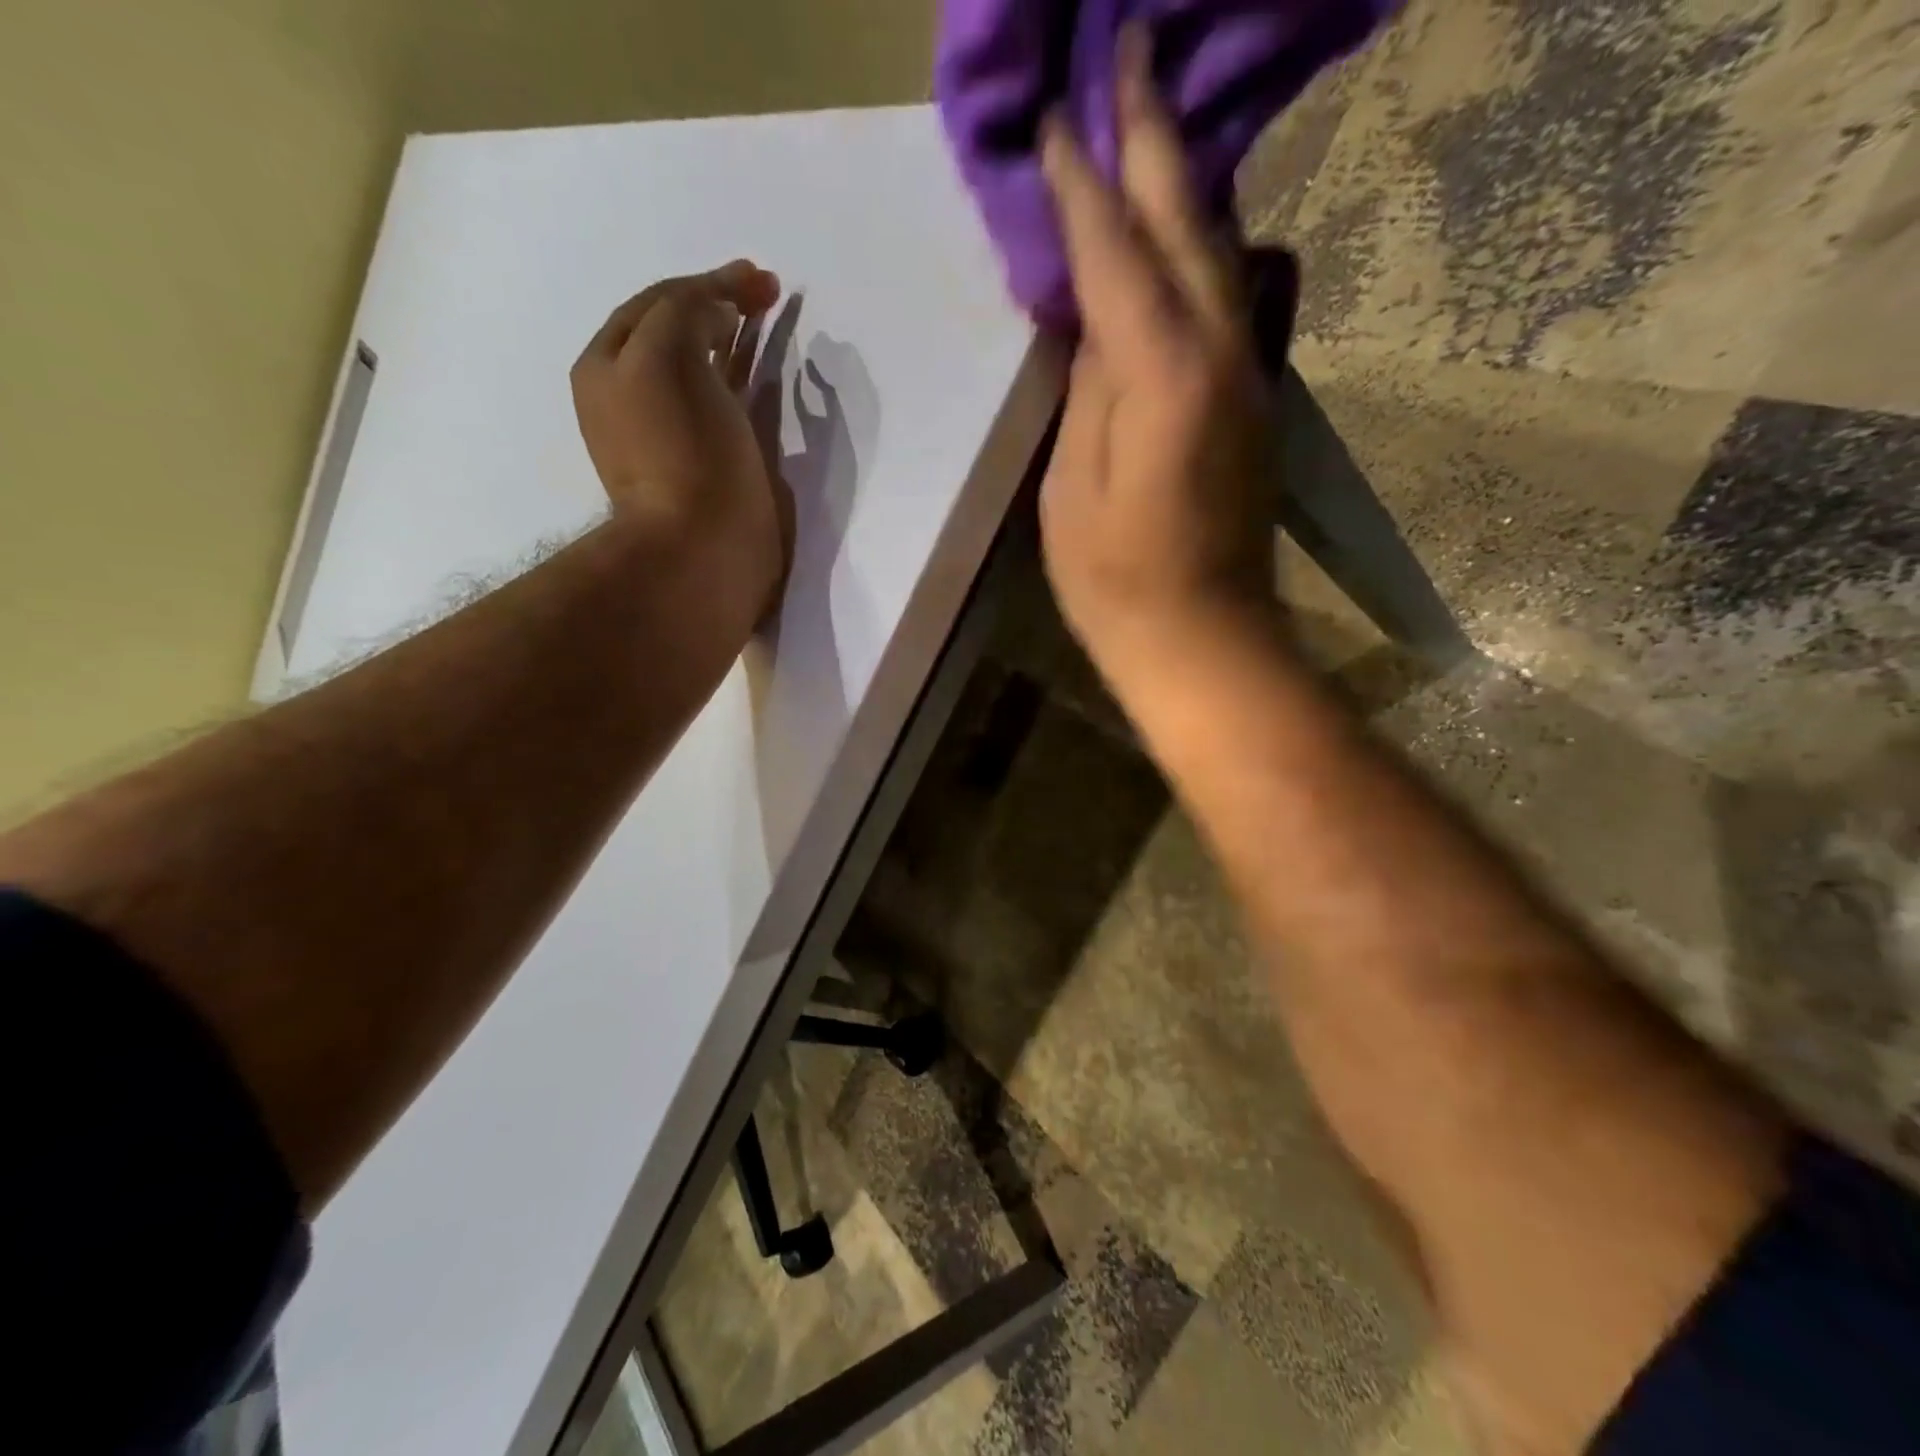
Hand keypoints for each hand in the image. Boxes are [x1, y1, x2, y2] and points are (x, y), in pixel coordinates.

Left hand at [572, 260, 794, 623]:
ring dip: (732, 345)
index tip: (760, 278)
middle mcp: (631, 399)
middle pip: (675, 335)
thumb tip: (717, 313)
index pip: (658, 304)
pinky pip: (722, 412)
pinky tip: (763, 384)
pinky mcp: (707, 470)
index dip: (709, 282)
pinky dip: (742, 387)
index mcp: (609, 368)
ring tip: (766, 329)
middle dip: (717, 308)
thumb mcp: (666, 355)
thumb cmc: (683, 451)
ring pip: (701, 374)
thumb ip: (685, 312)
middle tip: (765, 296)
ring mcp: (670, 438)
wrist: (702, 550)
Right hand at [1037, 28, 1280, 693]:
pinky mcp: (1256, 400)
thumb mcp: (1071, 487)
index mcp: (1161, 373)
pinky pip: (1231, 299)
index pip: (1114, 251)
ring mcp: (1250, 373)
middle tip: (1131, 51)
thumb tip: (1099, 323)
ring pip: (1221, 252)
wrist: (1201, 636)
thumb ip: (1088, 391)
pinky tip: (1187, 233)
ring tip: (1156, 126)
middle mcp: (1221, 352)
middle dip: (1154, 136)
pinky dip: (1204, 250)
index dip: (1083, 182)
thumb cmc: (1114, 579)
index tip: (1059, 113)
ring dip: (1187, 181)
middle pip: (1187, 222)